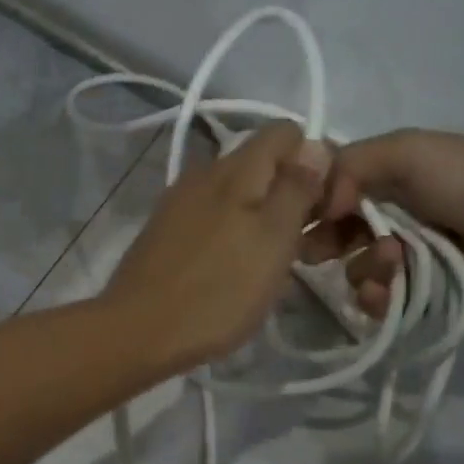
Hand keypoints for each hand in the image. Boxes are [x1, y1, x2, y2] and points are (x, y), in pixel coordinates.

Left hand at [103, 123, 330, 366]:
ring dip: (262, 217)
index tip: (326, 206)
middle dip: (290, 193)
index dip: (316, 160)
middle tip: (305, 243)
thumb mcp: (273, 240)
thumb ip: (296, 188)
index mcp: (234, 168)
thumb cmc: (217, 291)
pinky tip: (234, 270)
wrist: (137, 332)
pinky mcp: (163, 231)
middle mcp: (202, 173)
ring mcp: (178, 202)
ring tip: (272, 262)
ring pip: (236, 193)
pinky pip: (211, 217)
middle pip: (261, 163)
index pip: (286, 132)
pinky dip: (232, 233)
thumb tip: (315, 144)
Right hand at [303, 131, 463, 310]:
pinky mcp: (417, 291)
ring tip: (394, 265)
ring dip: (364, 268)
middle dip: (323, 241)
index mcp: (385, 173)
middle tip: (320, 252)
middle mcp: (388, 212)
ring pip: (352, 269)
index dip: (307, 202)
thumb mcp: (410, 151)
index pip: (326, 186)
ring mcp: (403, 255)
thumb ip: (350, 165)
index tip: (293, 217)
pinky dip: (378, 297)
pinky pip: (377, 300)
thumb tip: (317, 205)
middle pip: (330, 231)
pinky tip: (391, 293)